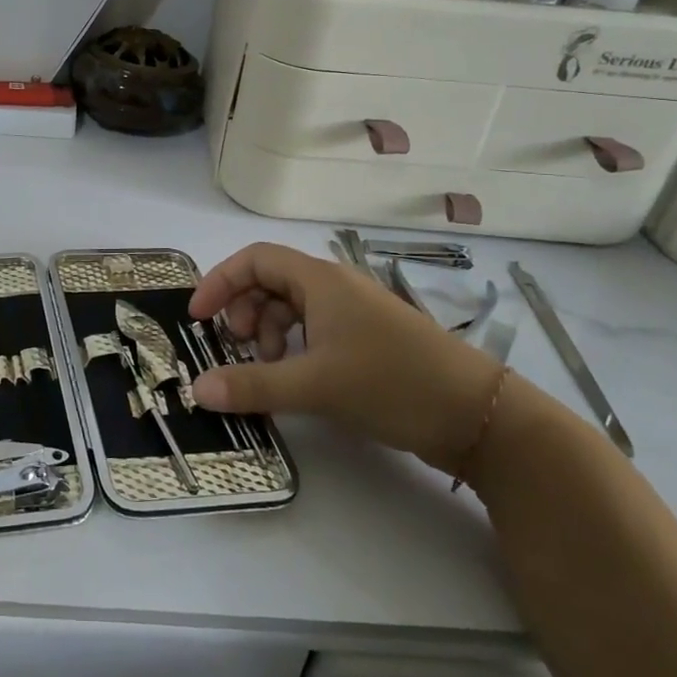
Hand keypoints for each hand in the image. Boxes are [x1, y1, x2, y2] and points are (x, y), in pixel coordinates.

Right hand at [188, 243, 503, 472]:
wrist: (479, 417)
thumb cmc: (392, 383)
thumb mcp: (316, 385)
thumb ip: (252, 386)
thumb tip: (196, 390)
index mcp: (320, 281)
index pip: (255, 259)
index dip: (221, 281)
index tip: (198, 317)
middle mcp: (335, 288)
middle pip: (271, 282)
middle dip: (243, 311)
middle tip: (235, 347)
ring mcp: (354, 314)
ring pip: (292, 308)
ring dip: (267, 332)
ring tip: (265, 369)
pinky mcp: (368, 340)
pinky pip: (314, 330)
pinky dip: (293, 347)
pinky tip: (294, 378)